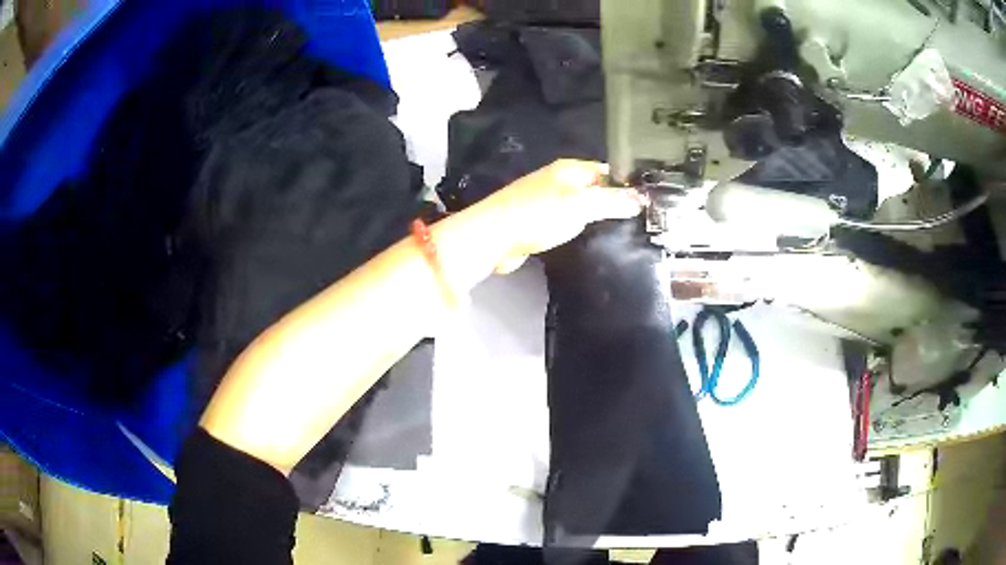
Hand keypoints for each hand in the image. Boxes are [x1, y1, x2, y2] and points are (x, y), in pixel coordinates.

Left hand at [474, 160, 643, 272]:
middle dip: (615, 202)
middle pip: (596, 188)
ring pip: (582, 206)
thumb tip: (641, 199)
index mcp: (570, 169)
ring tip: (622, 232)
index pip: (608, 170)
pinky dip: (579, 229)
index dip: (627, 184)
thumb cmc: (536, 215)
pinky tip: (590, 241)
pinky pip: (567, 222)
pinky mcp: (539, 221)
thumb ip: (611, 201)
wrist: (493, 238)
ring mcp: (547, 200)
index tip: (647, 203)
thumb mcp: (580, 205)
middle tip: (638, 221)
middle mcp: (559, 180)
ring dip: (598, 218)